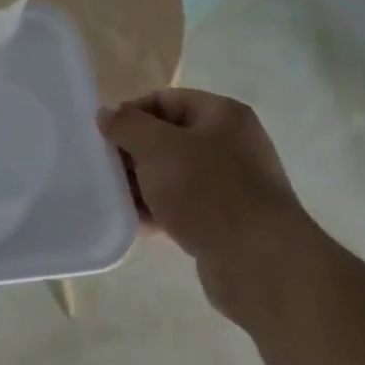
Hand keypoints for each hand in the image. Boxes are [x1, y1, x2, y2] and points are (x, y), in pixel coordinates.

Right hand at [99, 89, 321, 323]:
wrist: (260, 264)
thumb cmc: (207, 191)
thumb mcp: (157, 147)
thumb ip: (127, 125)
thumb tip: (106, 115)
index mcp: (222, 115)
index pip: (165, 100)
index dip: (132, 114)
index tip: (105, 137)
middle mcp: (231, 145)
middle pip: (168, 138)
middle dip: (135, 153)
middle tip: (106, 169)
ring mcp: (231, 185)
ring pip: (173, 175)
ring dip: (143, 185)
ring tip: (116, 198)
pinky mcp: (226, 222)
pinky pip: (184, 207)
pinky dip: (159, 212)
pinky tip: (136, 224)